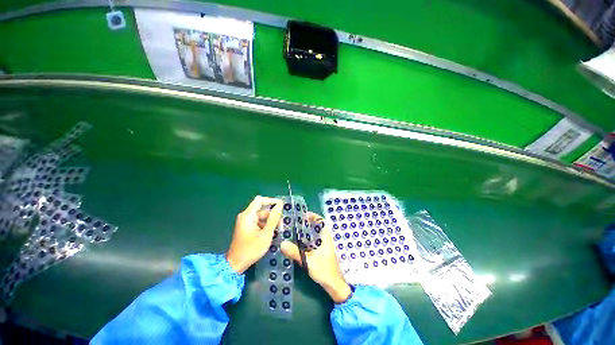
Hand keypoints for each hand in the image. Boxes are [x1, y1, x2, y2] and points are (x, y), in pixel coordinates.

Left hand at [226, 196, 282, 273]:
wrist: (236, 265)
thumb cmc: (251, 249)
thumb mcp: (266, 234)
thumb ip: (273, 218)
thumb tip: (280, 205)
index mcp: (248, 215)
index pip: (260, 200)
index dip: (272, 201)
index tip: (282, 206)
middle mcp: (246, 216)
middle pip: (262, 209)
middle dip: (273, 215)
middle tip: (281, 224)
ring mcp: (246, 222)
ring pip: (261, 216)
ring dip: (270, 221)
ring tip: (278, 230)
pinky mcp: (247, 227)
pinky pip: (258, 222)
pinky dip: (266, 225)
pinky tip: (271, 233)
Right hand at [281, 212, 351, 303]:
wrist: (334, 284)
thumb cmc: (323, 270)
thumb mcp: (308, 261)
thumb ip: (295, 252)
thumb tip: (282, 244)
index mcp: (325, 237)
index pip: (321, 221)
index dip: (313, 216)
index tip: (303, 215)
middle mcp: (326, 239)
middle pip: (317, 226)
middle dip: (308, 223)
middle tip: (296, 222)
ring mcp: (325, 245)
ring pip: (316, 233)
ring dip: (308, 230)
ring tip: (296, 229)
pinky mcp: (323, 251)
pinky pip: (315, 240)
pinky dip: (308, 238)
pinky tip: (300, 242)